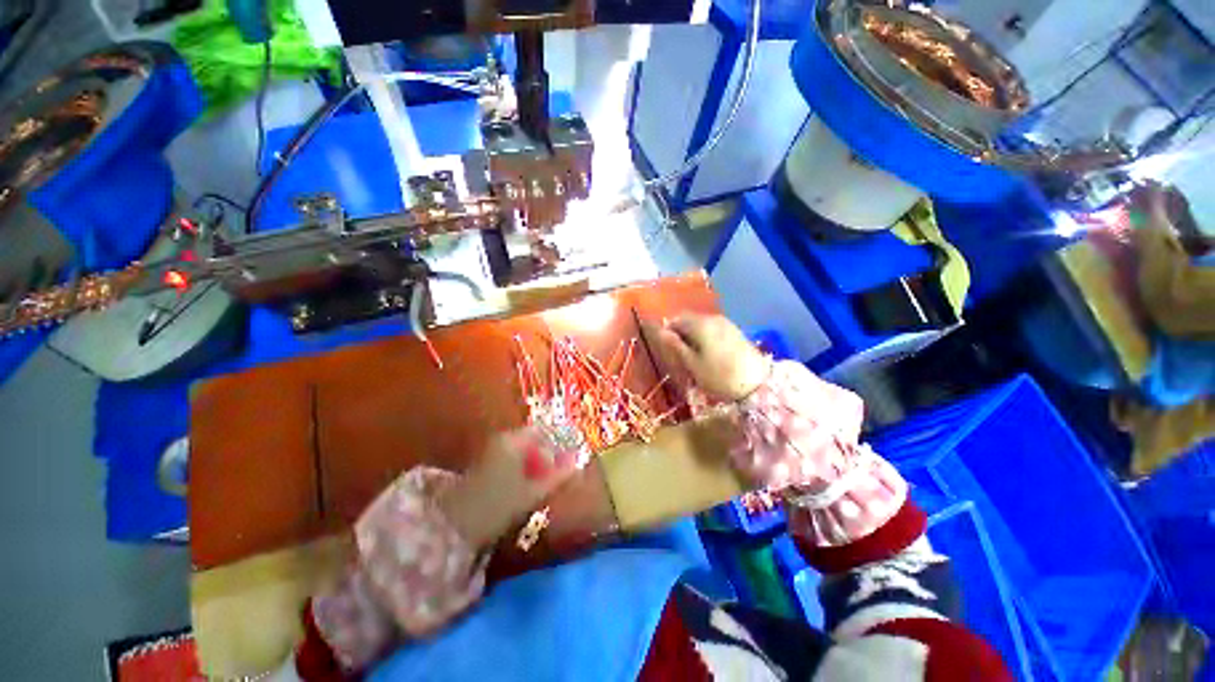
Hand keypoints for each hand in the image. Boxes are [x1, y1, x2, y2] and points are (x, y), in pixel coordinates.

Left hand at [438, 426, 583, 549]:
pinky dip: (520, 469)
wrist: (453, 525)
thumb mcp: (532, 492)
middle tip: (556, 474)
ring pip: (520, 451)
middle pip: (531, 441)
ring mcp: (489, 452)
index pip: (541, 431)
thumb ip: (557, 477)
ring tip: (541, 484)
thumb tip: (577, 464)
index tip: (567, 459)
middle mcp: (501, 440)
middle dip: (546, 455)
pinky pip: (509, 460)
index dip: (557, 443)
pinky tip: (523, 487)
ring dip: (533, 464)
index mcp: (513, 441)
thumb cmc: (498, 505)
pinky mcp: (482, 465)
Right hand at [653, 314, 770, 400]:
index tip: (665, 347)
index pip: (676, 319)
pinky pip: (713, 328)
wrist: (757, 384)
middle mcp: (713, 318)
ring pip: (701, 324)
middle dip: (680, 332)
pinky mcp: (735, 331)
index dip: (668, 331)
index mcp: (700, 324)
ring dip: (693, 334)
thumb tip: (661, 332)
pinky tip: (707, 352)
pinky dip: (705, 336)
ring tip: (692, 354)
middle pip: (689, 319)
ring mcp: (726, 323)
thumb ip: (676, 345)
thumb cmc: (719, 376)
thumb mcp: (693, 364)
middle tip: (678, 352)